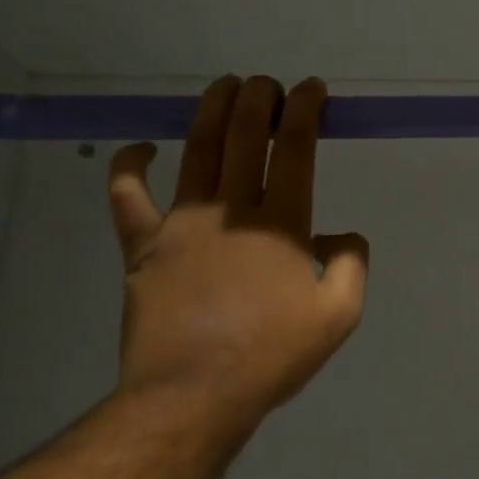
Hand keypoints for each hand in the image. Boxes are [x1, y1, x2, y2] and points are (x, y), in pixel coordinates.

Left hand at [105, 75, 368, 426]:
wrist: (193, 395)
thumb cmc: (272, 355)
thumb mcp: (340, 314)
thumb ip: (350, 264)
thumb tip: (340, 235)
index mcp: (282, 223)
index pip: (294, 148)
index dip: (304, 110)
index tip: (311, 89)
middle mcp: (232, 210)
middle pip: (243, 137)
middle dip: (258, 99)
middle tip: (267, 83)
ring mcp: (182, 224)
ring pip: (196, 152)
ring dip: (211, 112)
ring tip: (224, 86)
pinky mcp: (142, 246)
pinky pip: (128, 196)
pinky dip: (131, 166)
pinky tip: (142, 148)